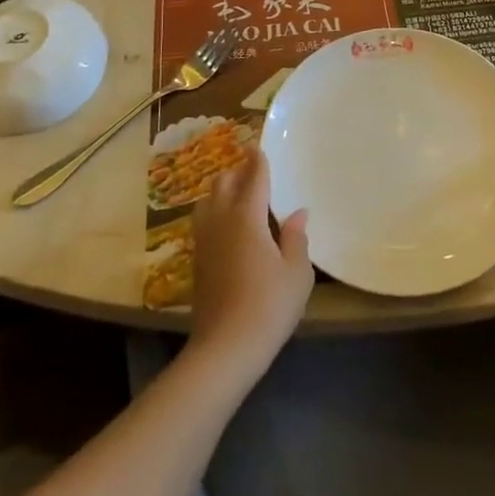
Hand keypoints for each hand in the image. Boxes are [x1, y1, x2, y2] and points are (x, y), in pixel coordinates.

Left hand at [189, 151, 312, 380]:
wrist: (225, 349)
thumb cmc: (269, 306)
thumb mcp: (297, 273)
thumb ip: (297, 238)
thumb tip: (297, 213)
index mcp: (247, 217)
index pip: (253, 177)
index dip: (257, 160)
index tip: (258, 146)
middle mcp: (221, 221)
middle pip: (223, 183)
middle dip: (237, 171)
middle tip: (254, 171)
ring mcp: (204, 241)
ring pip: (207, 201)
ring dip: (222, 191)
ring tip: (239, 195)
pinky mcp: (197, 260)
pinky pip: (203, 221)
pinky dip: (214, 212)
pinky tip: (228, 226)